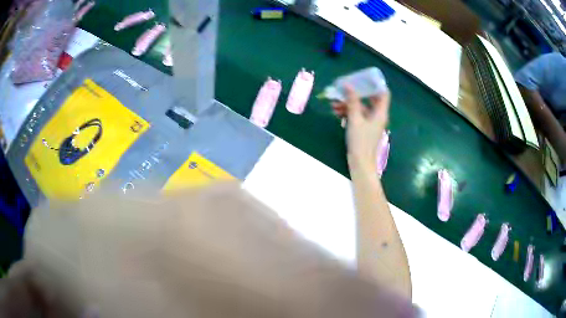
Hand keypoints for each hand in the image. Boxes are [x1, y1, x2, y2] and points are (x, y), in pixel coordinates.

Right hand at [332, 86, 389, 172]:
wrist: (360, 163)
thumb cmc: (360, 141)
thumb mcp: (355, 119)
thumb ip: (352, 101)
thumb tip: (348, 85)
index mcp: (380, 112)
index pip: (383, 93)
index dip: (375, 84)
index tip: (363, 78)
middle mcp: (377, 116)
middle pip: (369, 99)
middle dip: (356, 93)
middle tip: (344, 88)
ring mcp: (370, 123)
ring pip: (361, 108)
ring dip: (348, 104)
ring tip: (334, 103)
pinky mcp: (364, 129)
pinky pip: (357, 116)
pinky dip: (348, 113)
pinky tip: (336, 112)